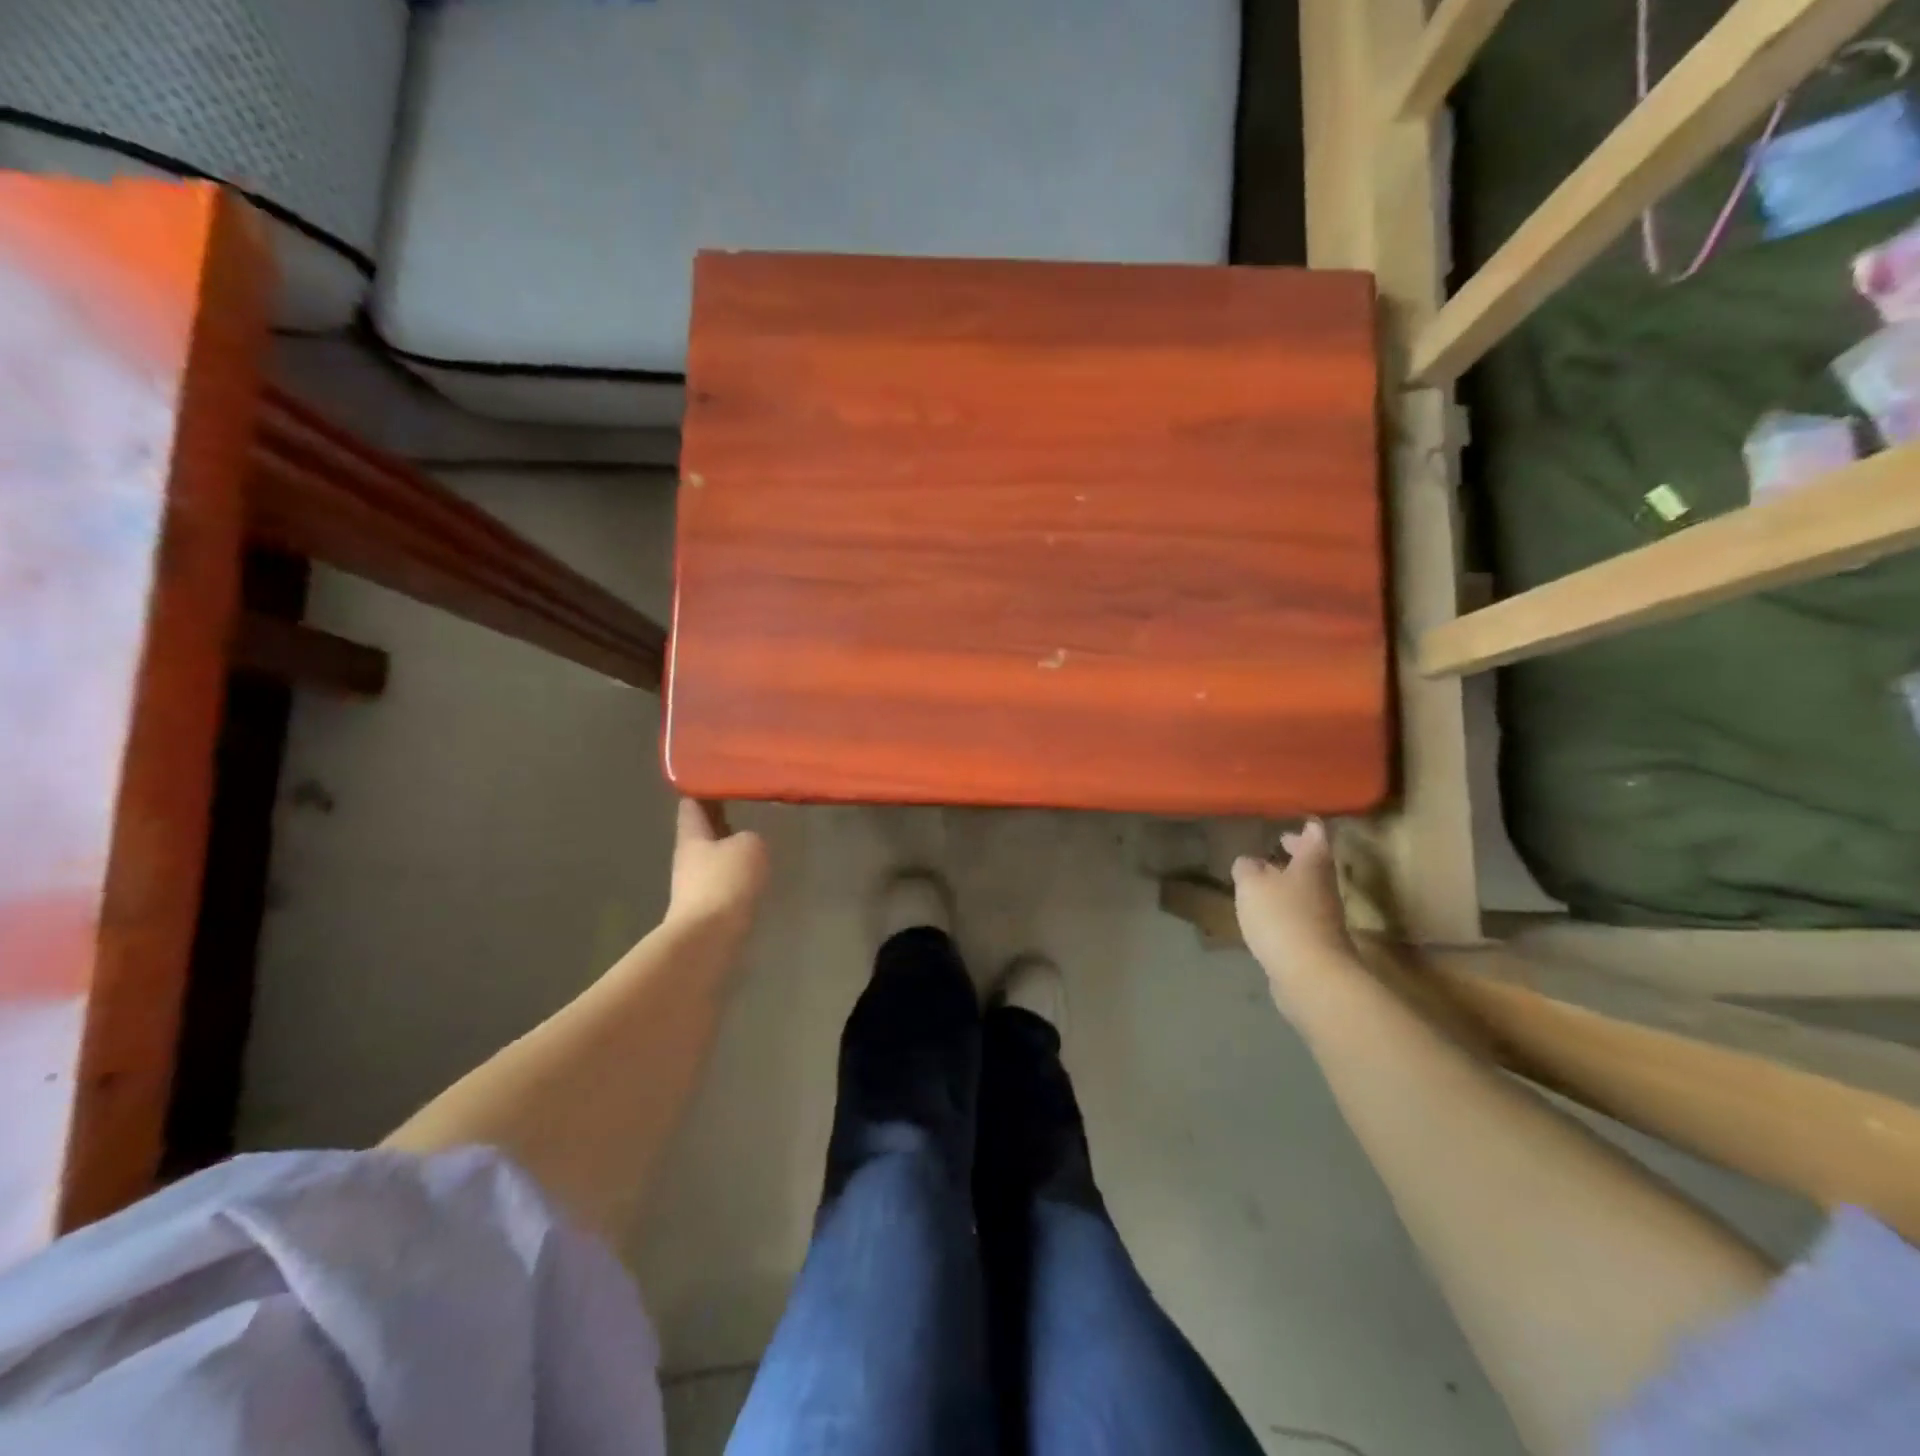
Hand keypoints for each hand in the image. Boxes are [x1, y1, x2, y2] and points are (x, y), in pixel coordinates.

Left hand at [667, 799, 768, 937]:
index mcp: (692, 836)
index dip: (702, 788)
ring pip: (714, 857)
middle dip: (719, 818)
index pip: (691, 804)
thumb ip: (750, 837)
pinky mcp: (707, 908)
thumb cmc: (724, 882)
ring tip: (755, 836)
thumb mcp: (749, 847)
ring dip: (730, 847)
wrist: (709, 939)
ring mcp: (695, 885)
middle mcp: (688, 858)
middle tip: (743, 801)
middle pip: (702, 831)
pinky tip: (754, 872)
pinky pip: (723, 881)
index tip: (717, 775)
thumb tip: (746, 843)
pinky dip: (736, 873)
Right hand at [1232, 820, 1354, 992]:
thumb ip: (1247, 868)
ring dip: (1290, 882)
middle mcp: (1324, 886)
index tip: (1299, 819)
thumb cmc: (1282, 918)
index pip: (1316, 835)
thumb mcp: (1251, 884)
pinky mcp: (1317, 943)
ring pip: (1308, 889)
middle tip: (1280, 843)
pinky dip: (1286, 908)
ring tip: (1265, 879)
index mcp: (1312, 864)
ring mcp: (1324, 917)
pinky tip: (1267, 914)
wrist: (1311, 976)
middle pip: (1315, 863)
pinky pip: (1301, 916)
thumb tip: (1248, 862)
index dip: (1308, 826)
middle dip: (1298, 853)